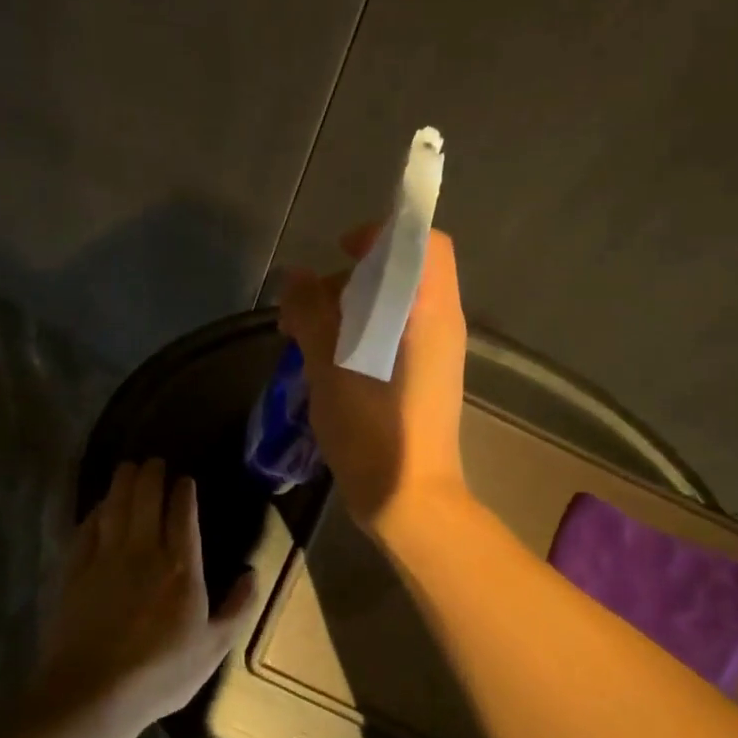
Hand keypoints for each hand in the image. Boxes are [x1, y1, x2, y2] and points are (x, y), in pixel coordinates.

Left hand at [41, 459, 257, 727]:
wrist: (93, 692)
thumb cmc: (161, 673)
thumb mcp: (213, 648)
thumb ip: (237, 608)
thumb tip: (251, 573)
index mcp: (181, 568)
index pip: (183, 515)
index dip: (183, 492)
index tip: (184, 480)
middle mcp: (143, 552)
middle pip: (146, 499)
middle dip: (151, 475)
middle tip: (154, 462)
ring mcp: (105, 559)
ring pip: (115, 506)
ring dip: (122, 483)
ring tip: (128, 468)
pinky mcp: (75, 572)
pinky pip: (86, 529)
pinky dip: (95, 512)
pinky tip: (98, 508)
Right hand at [279, 227, 469, 537]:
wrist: (409, 501)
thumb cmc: (373, 431)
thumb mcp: (330, 367)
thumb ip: (312, 314)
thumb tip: (297, 280)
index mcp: (430, 312)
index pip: (423, 242)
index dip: (382, 236)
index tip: (340, 255)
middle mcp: (439, 326)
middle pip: (401, 274)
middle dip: (348, 281)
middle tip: (305, 310)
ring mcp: (433, 356)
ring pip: (390, 310)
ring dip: (345, 314)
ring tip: (301, 341)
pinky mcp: (420, 382)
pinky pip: (389, 340)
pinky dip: (356, 339)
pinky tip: (322, 366)